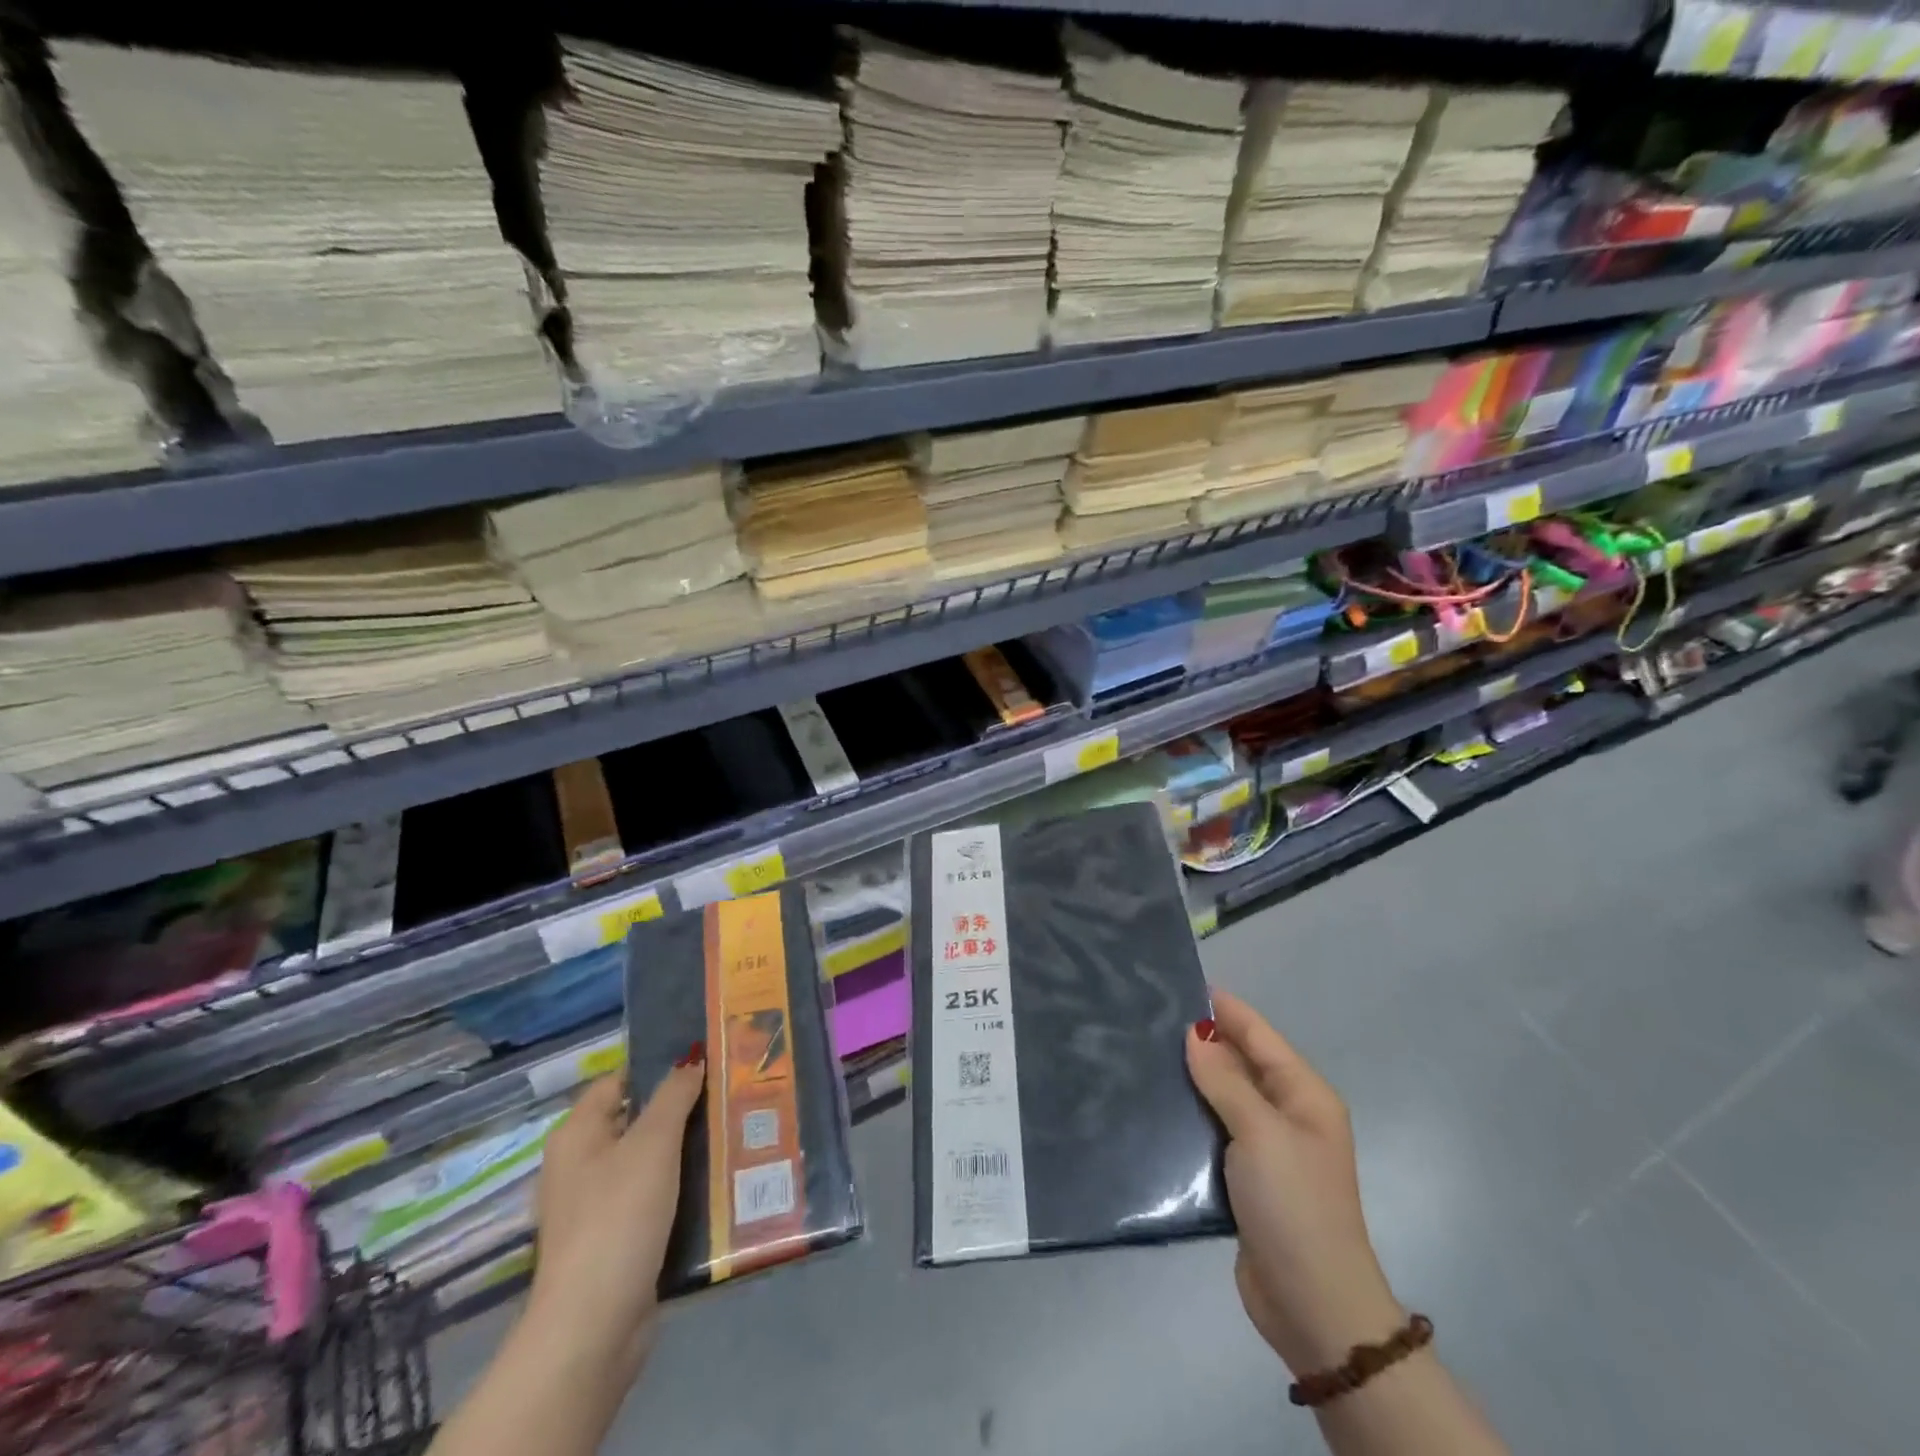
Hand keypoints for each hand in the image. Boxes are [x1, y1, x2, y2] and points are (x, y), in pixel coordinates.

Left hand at [522, 1054, 704, 1383]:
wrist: (594, 1326)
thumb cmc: (618, 1217)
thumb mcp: (653, 1143)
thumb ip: (674, 1095)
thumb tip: (691, 1058)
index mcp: (577, 1134)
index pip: (618, 1081)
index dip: (658, 1067)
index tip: (705, 1060)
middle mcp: (580, 1165)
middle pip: (636, 1120)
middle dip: (681, 1108)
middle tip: (728, 1094)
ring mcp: (596, 1206)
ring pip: (650, 1161)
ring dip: (686, 1150)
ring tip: (733, 1132)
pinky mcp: (616, 1240)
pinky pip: (654, 1198)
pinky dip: (681, 1189)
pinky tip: (717, 1183)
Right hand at [1187, 990, 1403, 1375]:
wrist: (1312, 1304)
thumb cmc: (1293, 1204)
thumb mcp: (1260, 1132)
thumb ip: (1225, 1080)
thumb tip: (1196, 1033)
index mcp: (1305, 1095)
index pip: (1260, 1036)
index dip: (1227, 1010)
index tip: (1184, 983)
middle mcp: (1288, 1114)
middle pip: (1242, 1062)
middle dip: (1205, 1040)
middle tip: (1153, 1015)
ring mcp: (1267, 1147)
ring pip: (1224, 1095)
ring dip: (1194, 1077)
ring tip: (1146, 1050)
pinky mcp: (1245, 1176)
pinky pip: (1215, 1128)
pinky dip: (1191, 1112)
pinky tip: (1157, 1101)